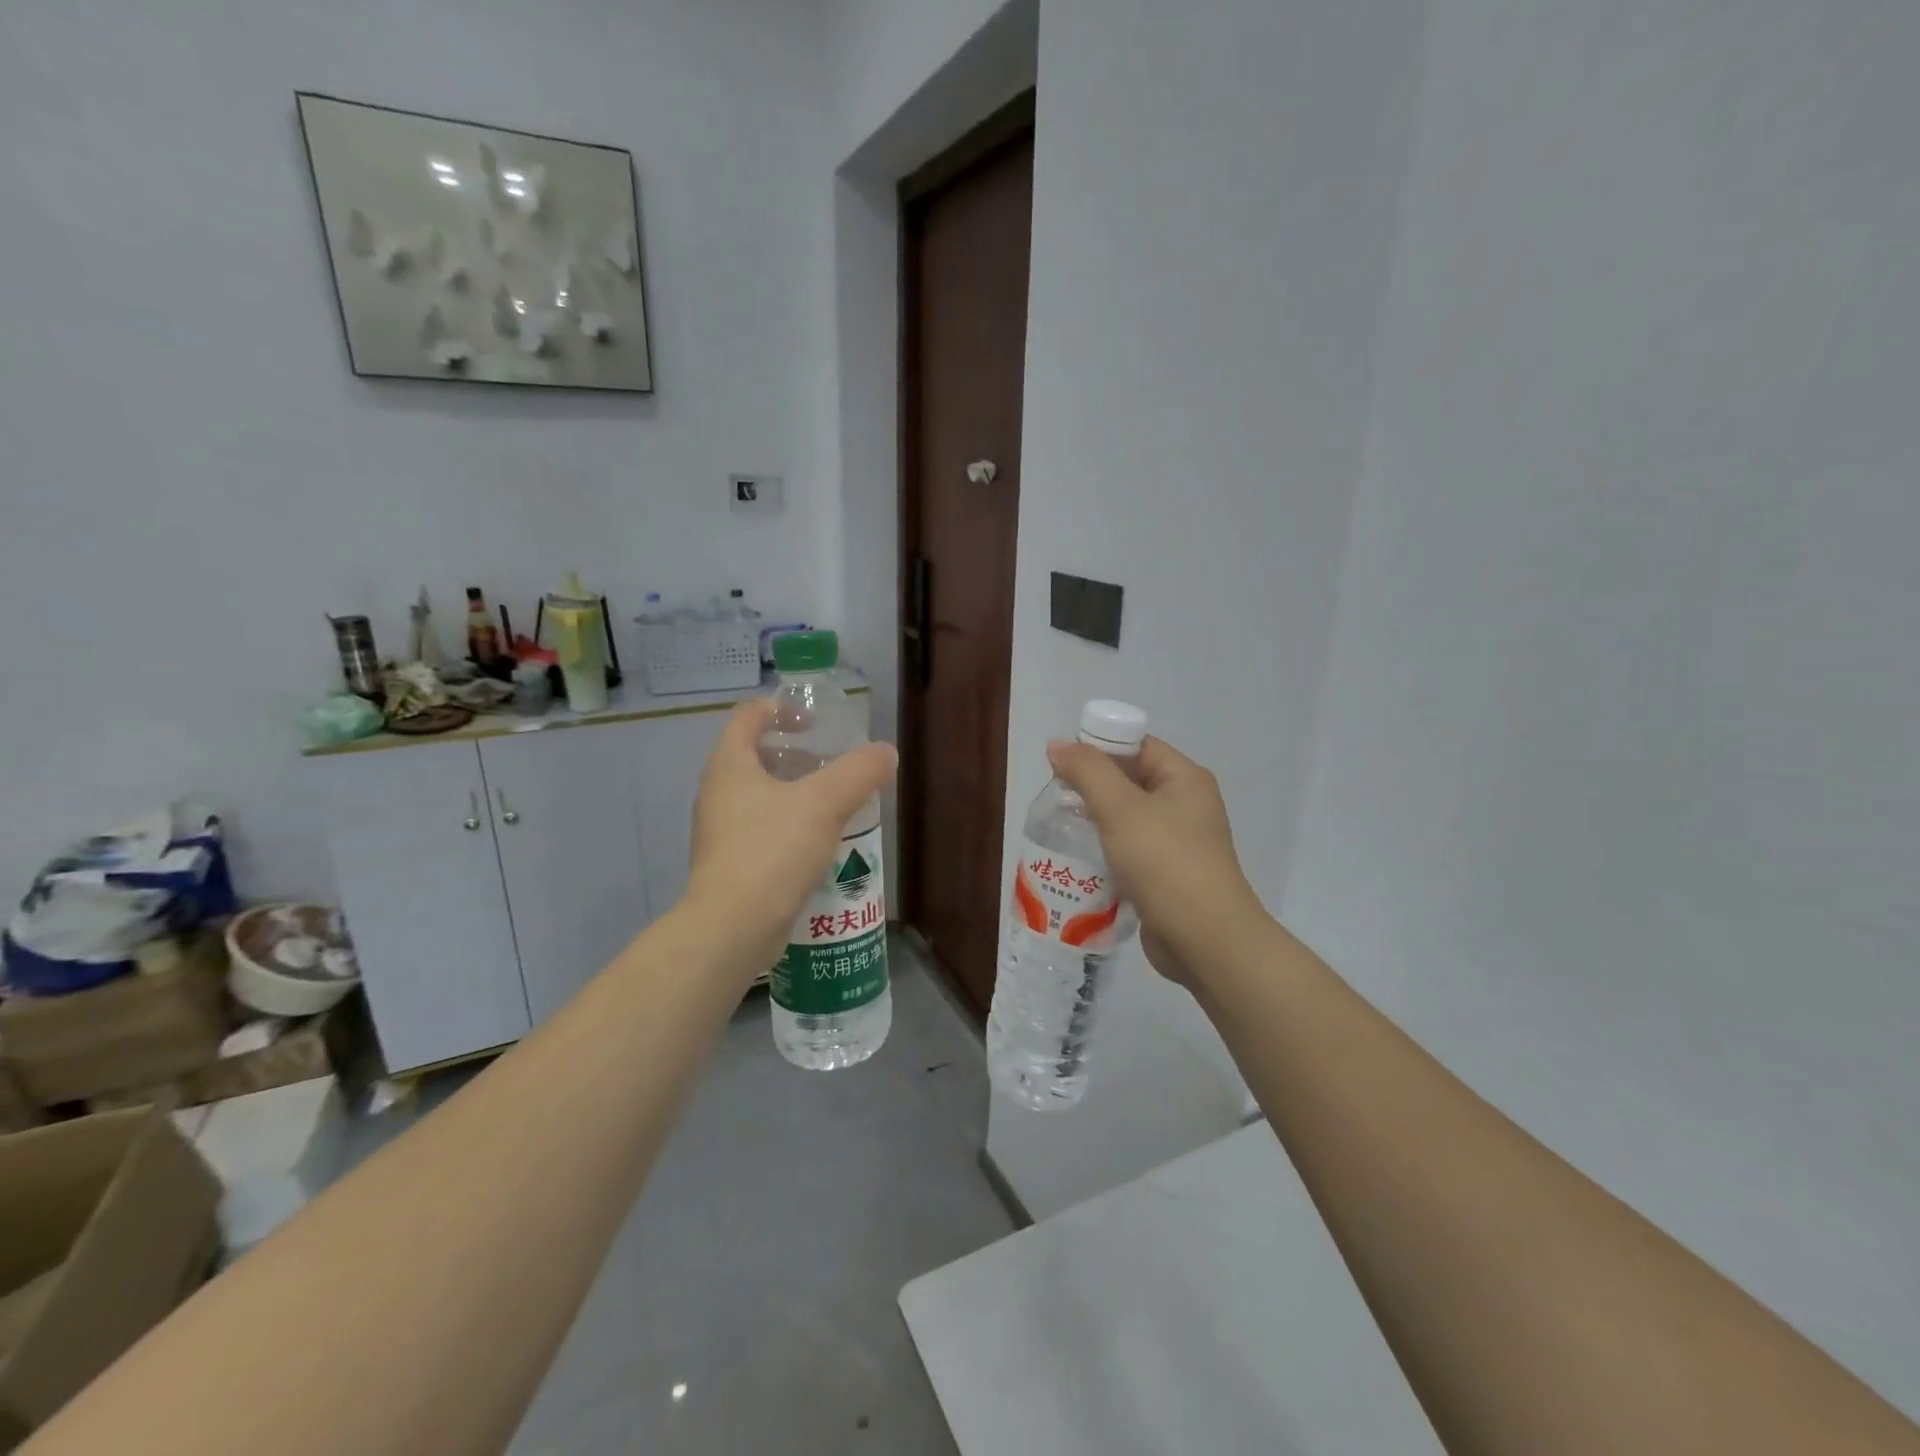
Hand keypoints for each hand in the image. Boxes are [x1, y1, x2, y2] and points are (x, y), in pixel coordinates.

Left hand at [686, 698, 897, 976]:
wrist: (733, 927)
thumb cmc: (773, 850)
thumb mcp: (824, 803)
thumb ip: (858, 772)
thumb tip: (885, 752)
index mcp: (730, 765)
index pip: (748, 716)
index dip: (781, 708)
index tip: (814, 719)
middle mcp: (718, 792)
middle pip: (753, 755)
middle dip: (793, 753)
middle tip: (829, 760)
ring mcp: (720, 830)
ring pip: (758, 795)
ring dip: (794, 790)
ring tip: (832, 801)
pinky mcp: (731, 864)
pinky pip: (762, 829)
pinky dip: (790, 824)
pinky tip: (820, 842)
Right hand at [1045, 736, 1268, 986]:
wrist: (1206, 941)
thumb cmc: (1165, 863)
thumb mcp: (1121, 809)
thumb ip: (1088, 771)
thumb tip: (1058, 744)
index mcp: (1185, 780)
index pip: (1137, 746)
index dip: (1099, 747)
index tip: (1060, 763)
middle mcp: (1186, 806)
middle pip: (1130, 781)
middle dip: (1091, 787)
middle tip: (1055, 798)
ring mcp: (1179, 844)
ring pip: (1127, 820)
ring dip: (1095, 822)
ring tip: (1059, 828)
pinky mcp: (1167, 876)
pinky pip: (1130, 852)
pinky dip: (1105, 853)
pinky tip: (1078, 861)